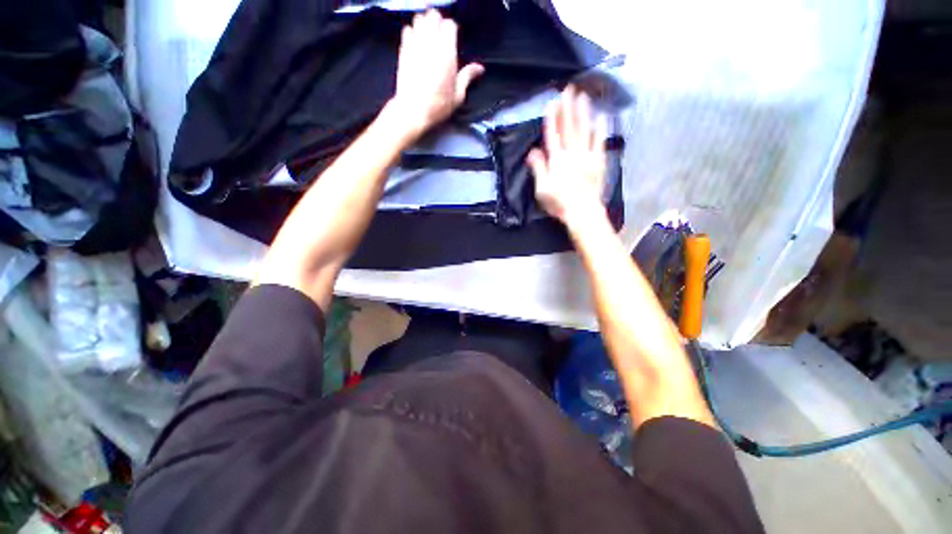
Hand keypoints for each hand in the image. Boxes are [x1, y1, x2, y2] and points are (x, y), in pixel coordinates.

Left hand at [389, 9, 483, 137]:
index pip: (449, 25)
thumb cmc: (438, 105)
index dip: (451, 29)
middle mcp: (431, 44)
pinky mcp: (403, 50)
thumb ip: (468, 76)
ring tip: (428, 35)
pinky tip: (416, 42)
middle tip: (440, 33)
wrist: (414, 110)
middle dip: (437, 21)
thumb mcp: (458, 95)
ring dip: (424, 23)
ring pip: (419, 19)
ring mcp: (415, 45)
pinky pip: (407, 29)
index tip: (452, 38)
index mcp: (447, 53)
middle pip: (433, 16)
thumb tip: (480, 68)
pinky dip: (412, 31)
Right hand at [527, 86, 607, 226]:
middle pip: (569, 128)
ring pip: (584, 130)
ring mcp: (587, 156)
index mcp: (556, 160)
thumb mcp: (542, 189)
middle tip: (568, 89)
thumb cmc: (559, 202)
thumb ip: (538, 169)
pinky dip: (600, 129)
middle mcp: (571, 154)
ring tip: (583, 96)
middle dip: (568, 108)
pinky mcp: (598, 161)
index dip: (552, 118)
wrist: (582, 211)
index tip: (552, 102)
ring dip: (583, 112)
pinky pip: (600, 142)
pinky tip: (601, 117)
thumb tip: (532, 151)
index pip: (553, 135)